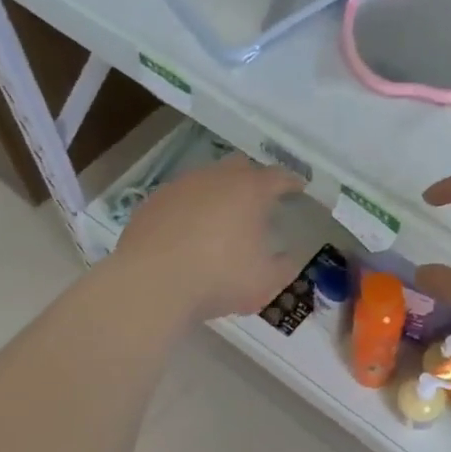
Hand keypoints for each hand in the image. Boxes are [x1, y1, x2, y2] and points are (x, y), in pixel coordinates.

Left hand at [112, 155, 306, 320]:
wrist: (151, 284)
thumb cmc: (218, 278)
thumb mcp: (265, 282)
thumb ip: (284, 267)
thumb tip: (288, 258)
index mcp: (249, 190)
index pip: (278, 177)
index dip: (291, 182)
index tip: (298, 188)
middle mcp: (215, 178)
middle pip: (239, 167)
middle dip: (252, 180)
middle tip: (258, 201)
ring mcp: (179, 187)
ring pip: (205, 181)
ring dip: (217, 195)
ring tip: (220, 221)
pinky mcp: (152, 203)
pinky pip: (178, 200)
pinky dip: (188, 211)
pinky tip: (187, 234)